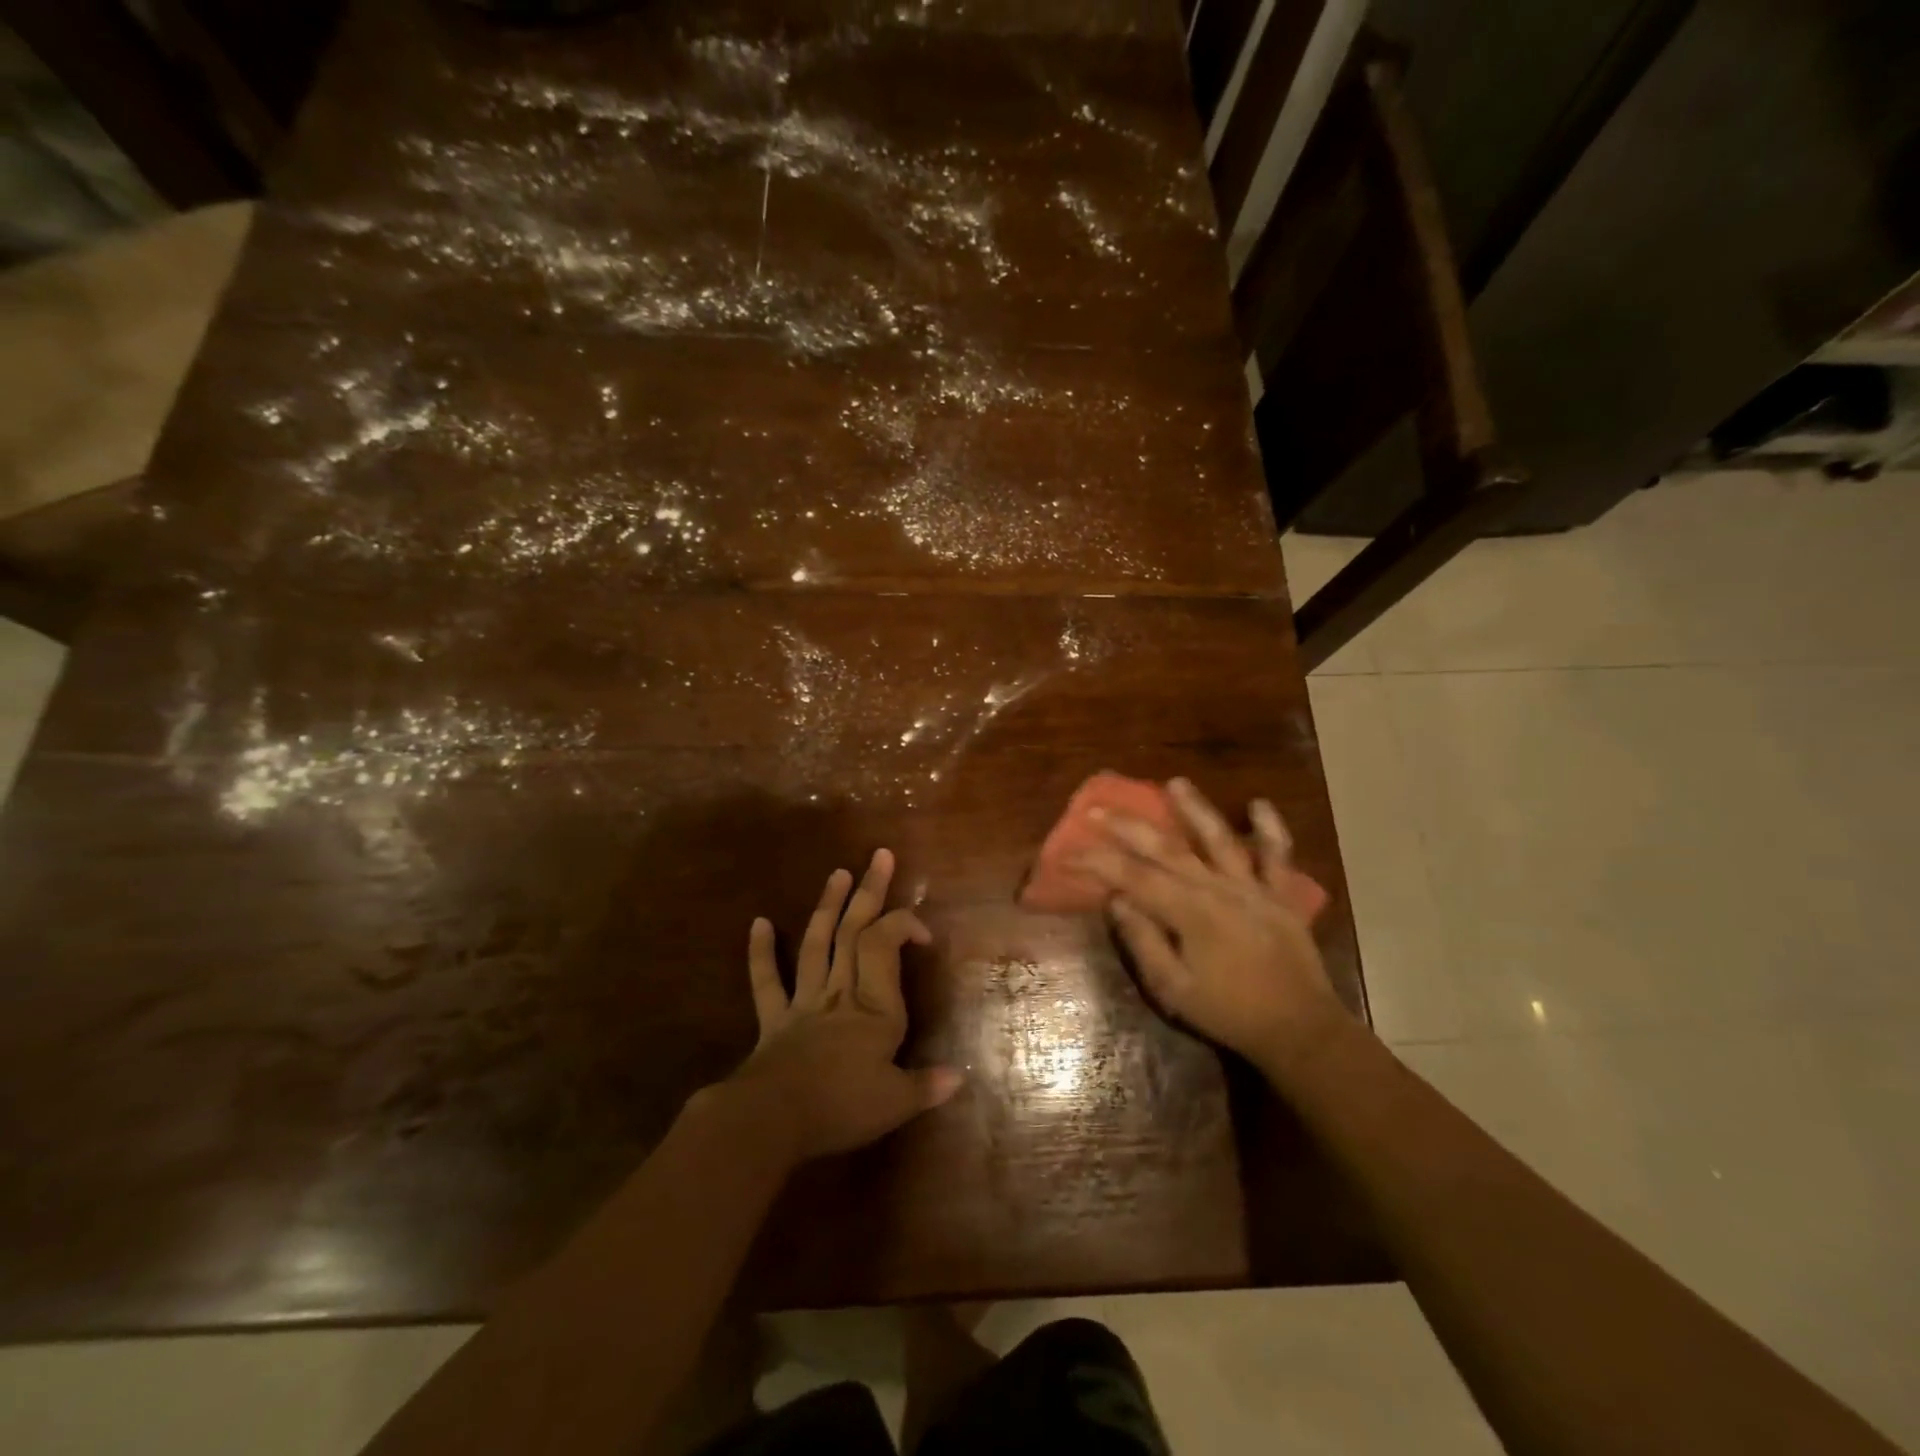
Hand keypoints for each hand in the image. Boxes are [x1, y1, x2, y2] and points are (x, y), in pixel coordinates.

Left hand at [722, 849, 961, 1163]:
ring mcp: (804, 1002)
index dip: (904, 925)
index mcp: (875, 1008)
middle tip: (880, 855)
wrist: (771, 1120)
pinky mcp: (774, 1019)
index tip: (923, 933)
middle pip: (854, 932)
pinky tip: (759, 922)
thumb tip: (960, 1077)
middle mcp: (841, 993)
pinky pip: (767, 981)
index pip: (886, 946)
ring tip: (838, 873)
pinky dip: (761, 952)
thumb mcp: (895, 1103)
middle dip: (870, 892)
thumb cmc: (840, 1108)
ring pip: (817, 944)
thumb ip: (927, 1086)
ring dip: (828, 907)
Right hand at [1074, 778, 1348, 1069]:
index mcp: (1189, 913)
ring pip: (1220, 839)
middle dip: (1128, 827)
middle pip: (1167, 848)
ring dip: (1196, 810)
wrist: (1300, 1030)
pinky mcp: (1281, 895)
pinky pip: (1278, 857)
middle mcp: (1219, 888)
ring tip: (1175, 783)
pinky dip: (1271, 829)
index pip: (1133, 877)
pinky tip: (1259, 804)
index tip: (1067, 853)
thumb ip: (1143, 941)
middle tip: (1097, 809)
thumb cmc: (1228, 1012)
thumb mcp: (1173, 989)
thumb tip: (1115, 899)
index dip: (1096, 862)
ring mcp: (1253, 887)